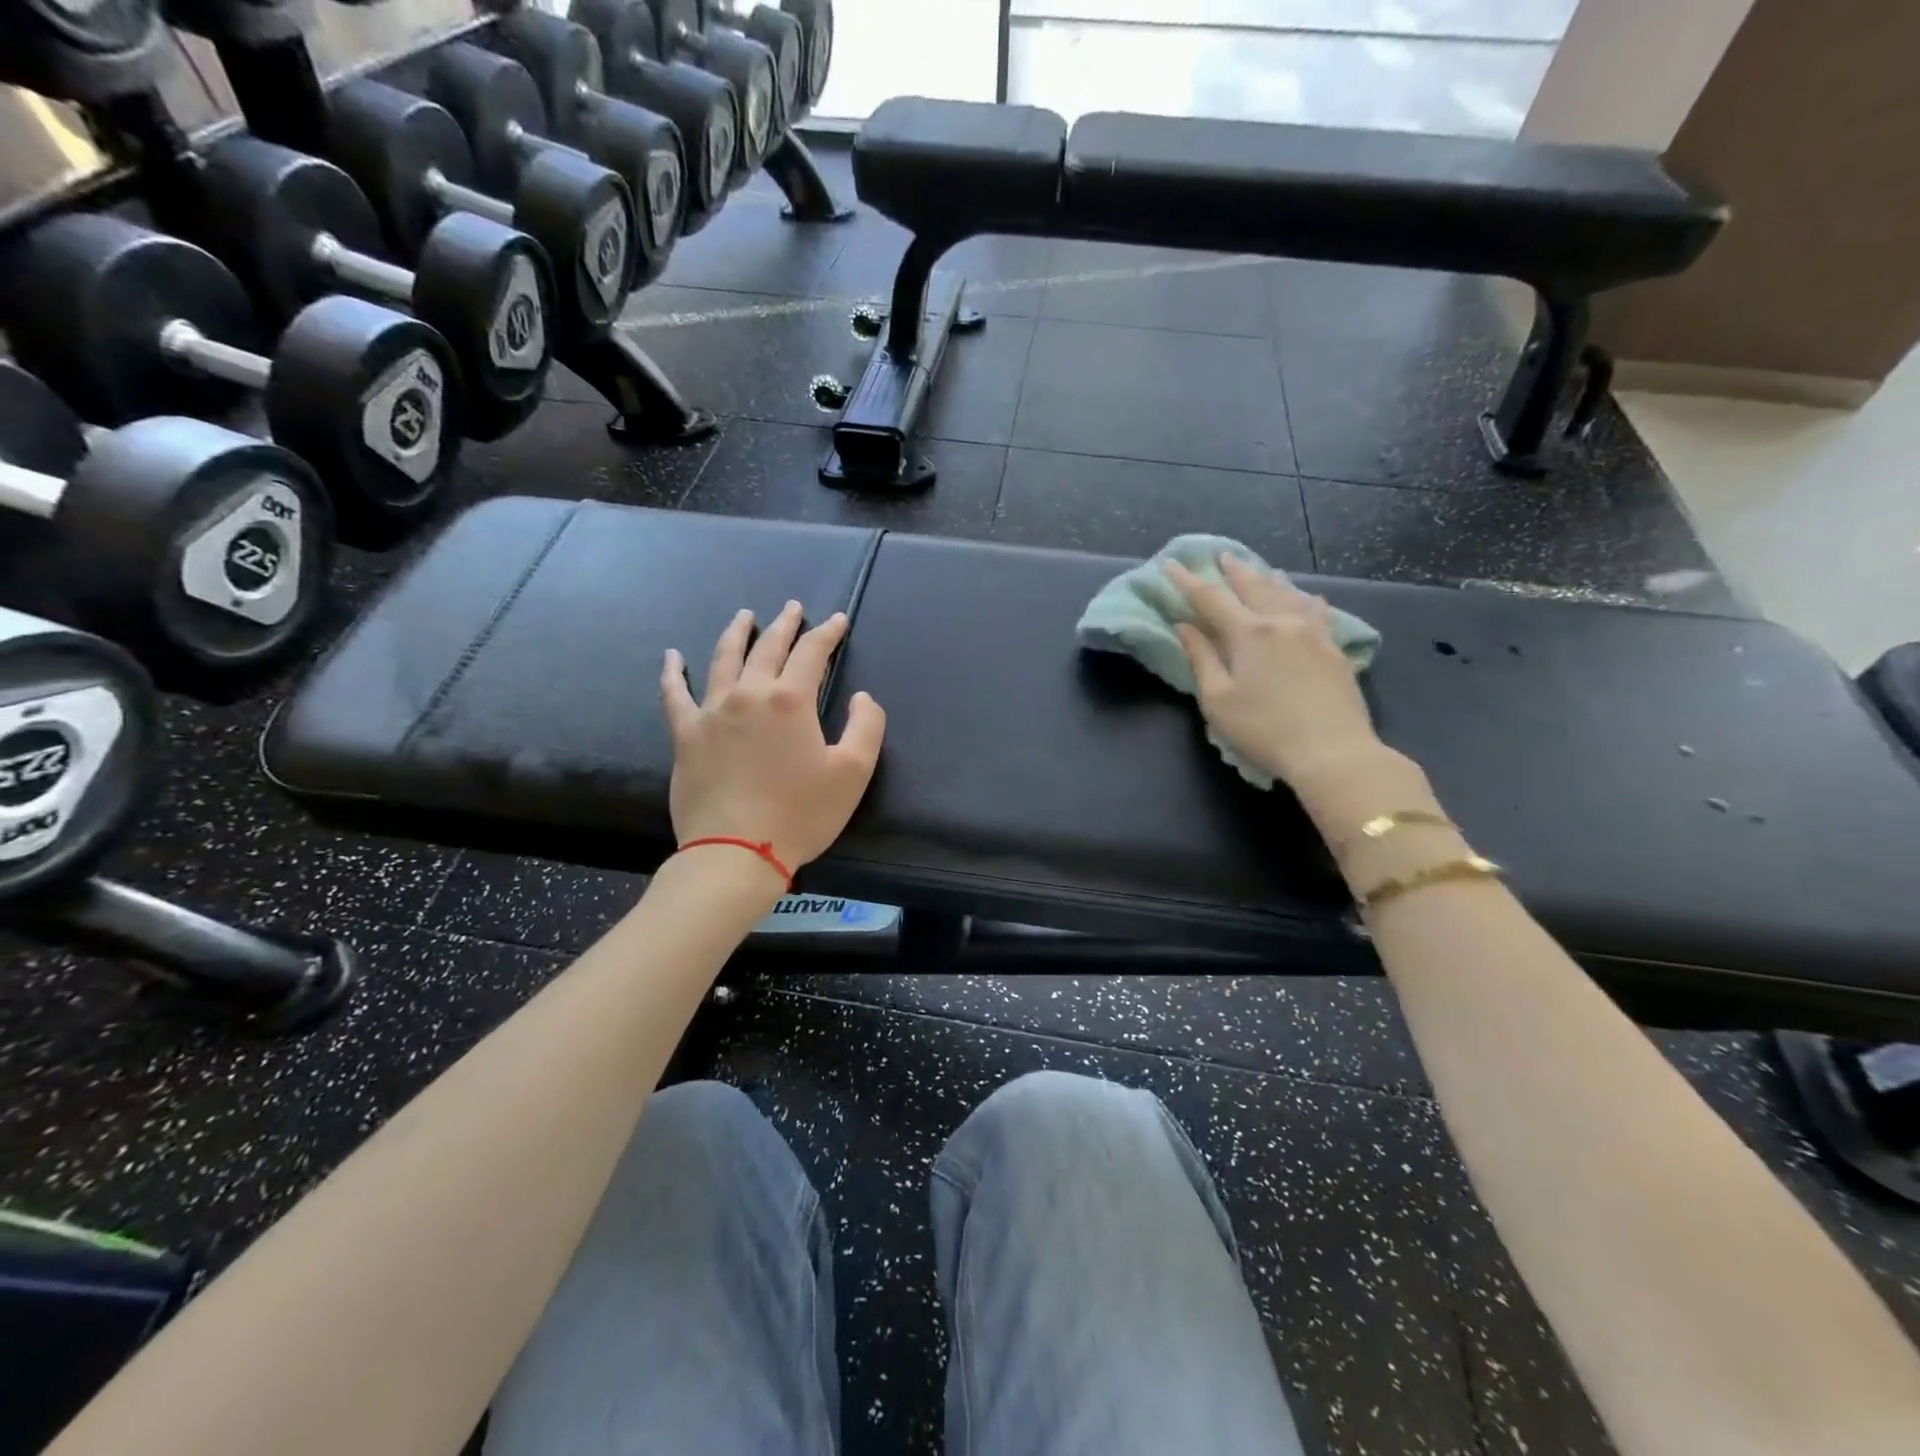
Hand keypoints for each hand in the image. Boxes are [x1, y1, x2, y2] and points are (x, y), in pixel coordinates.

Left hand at [661, 602, 885, 873]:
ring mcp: (712, 711)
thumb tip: (862, 698)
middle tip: (793, 609)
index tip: (837, 621)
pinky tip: (672, 655)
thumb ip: (866, 727)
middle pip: (768, 647)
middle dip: (784, 625)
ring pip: (723, 659)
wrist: (736, 852)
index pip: (812, 653)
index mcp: (791, 700)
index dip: (827, 633)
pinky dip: (673, 671)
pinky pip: (674, 693)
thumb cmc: (801, 814)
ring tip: (744, 616)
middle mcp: (749, 694)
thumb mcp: (853, 773)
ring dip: (737, 633)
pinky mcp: (685, 734)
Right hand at [1166, 554, 1382, 792]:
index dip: (1187, 581)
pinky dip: (1304, 598)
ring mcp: (1313, 631)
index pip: (1210, 598)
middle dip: (1232, 570)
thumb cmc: (1264, 730)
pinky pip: (1317, 610)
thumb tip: (1184, 626)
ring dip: (1267, 578)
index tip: (1171, 565)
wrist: (1332, 751)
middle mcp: (1281, 621)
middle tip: (1219, 556)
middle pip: (1253, 586)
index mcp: (1248, 632)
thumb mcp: (1219, 700)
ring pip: (1287, 593)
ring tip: (1258, 569)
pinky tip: (1307, 597)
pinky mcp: (1334, 647)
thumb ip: (1201, 658)